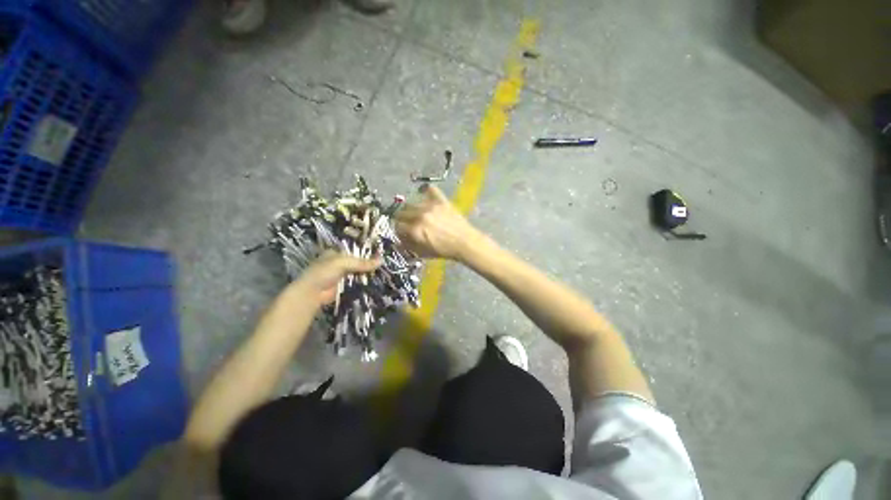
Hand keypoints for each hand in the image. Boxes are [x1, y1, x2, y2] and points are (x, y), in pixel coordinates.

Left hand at [294, 251, 380, 304]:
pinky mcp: (345, 286)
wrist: (312, 294)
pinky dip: (365, 282)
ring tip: (385, 272)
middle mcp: (340, 263)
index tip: (381, 252)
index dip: (367, 251)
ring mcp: (342, 275)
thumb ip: (362, 262)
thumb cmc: (324, 272)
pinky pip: (358, 282)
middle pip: (358, 262)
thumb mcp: (343, 263)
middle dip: (370, 263)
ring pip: (359, 272)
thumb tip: (381, 260)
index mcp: (337, 253)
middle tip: (385, 263)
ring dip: (369, 273)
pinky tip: (377, 281)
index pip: (355, 250)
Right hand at [395, 185, 482, 260]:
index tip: (402, 232)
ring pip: (411, 203)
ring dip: (412, 209)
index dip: (399, 230)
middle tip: (409, 224)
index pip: (397, 226)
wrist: (465, 242)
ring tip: (418, 214)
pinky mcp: (441, 200)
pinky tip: (424, 194)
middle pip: (401, 213)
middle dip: (402, 219)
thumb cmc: (444, 250)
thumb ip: (408, 246)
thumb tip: (399, 239)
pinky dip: (425, 190)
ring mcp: (430, 206)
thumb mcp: (423, 253)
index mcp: (415, 230)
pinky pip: (429, 189)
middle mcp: (419, 216)